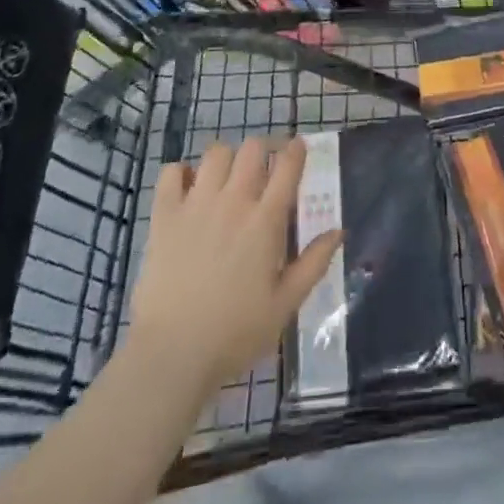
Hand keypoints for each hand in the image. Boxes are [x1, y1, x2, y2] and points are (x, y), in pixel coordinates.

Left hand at [126, 137, 341, 392]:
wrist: (172, 355)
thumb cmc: (234, 333)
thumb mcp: (285, 305)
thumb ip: (314, 264)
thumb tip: (339, 231)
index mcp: (265, 221)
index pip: (287, 167)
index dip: (296, 151)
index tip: (298, 150)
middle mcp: (233, 201)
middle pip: (252, 149)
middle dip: (261, 153)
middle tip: (261, 173)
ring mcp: (196, 205)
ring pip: (215, 153)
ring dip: (225, 160)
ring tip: (225, 180)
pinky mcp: (164, 216)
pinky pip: (170, 173)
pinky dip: (180, 174)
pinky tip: (187, 190)